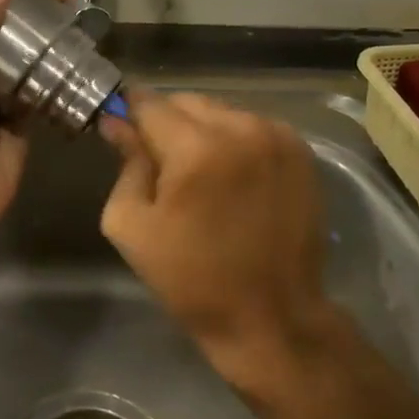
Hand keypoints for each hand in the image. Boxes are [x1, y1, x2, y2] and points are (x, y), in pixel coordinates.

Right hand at [99, 92, 347, 399]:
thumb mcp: (132, 226)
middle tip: (160, 165)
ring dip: (202, 131)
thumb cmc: (191, 278)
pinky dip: (234, 142)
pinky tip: (232, 178)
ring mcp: (277, 137)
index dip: (128, 111)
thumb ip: (125, 164)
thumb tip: (117, 123)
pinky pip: (251, 127)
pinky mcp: (301, 152)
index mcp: (196, 148)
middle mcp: (241, 128)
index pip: (148, 103)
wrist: (271, 316)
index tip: (119, 127)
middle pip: (186, 102)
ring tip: (200, 176)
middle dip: (166, 124)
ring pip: (221, 112)